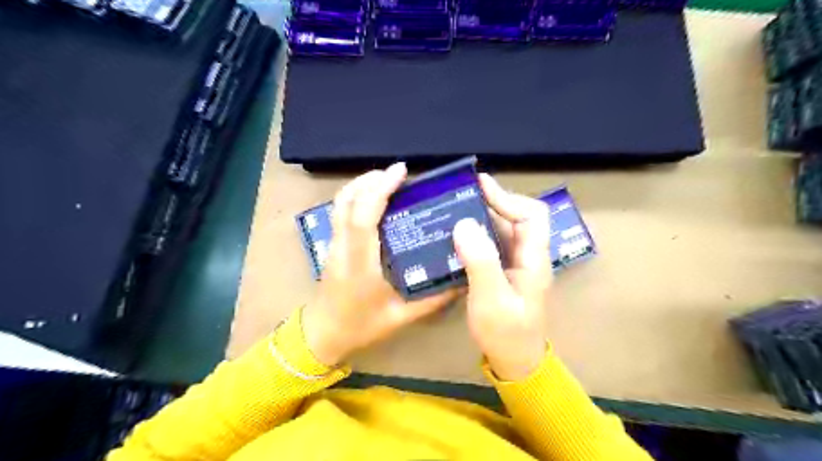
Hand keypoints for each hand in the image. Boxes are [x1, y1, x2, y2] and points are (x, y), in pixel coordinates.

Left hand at [301, 162, 459, 366]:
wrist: (322, 335)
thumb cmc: (360, 326)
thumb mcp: (402, 317)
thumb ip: (433, 299)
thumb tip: (461, 279)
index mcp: (359, 263)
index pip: (363, 217)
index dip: (379, 189)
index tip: (400, 172)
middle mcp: (342, 247)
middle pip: (347, 200)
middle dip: (371, 179)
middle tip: (399, 173)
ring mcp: (333, 244)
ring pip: (340, 203)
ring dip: (362, 184)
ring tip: (387, 180)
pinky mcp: (332, 245)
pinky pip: (340, 211)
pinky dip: (356, 196)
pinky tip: (374, 199)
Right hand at [456, 173, 550, 381]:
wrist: (515, 361)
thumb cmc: (506, 333)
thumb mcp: (491, 299)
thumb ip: (480, 261)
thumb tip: (464, 223)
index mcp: (534, 258)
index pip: (532, 215)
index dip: (508, 198)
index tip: (480, 187)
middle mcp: (528, 255)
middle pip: (516, 218)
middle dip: (491, 202)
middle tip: (460, 196)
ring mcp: (515, 263)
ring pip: (502, 230)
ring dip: (481, 218)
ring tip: (453, 211)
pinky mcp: (503, 271)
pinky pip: (491, 244)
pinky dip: (476, 235)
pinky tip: (455, 236)